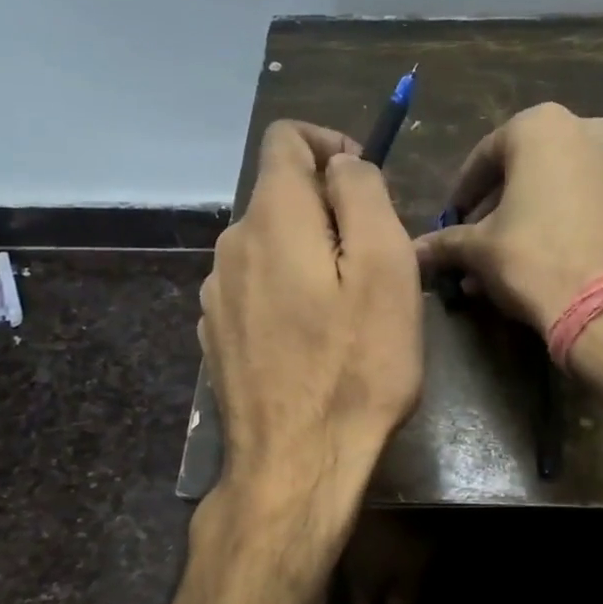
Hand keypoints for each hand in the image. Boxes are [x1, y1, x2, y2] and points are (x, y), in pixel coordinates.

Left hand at [200, 121, 422, 528]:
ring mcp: (216, 293)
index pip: (286, 139)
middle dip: (330, 209)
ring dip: (311, 252)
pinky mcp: (216, 333)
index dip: (331, 145)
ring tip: (350, 306)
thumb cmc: (356, 366)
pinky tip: (314, 338)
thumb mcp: (386, 269)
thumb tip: (342, 165)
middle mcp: (231, 245)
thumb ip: (363, 196)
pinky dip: (288, 288)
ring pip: (270, 242)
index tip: (367, 184)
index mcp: (272, 218)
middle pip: (281, 194)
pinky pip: (256, 285)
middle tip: (376, 261)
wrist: (296, 465)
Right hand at [413, 103, 602, 336]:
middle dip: (498, 206)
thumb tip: (415, 251)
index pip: (486, 156)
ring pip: (560, 186)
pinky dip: (565, 222)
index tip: (451, 219)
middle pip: (527, 169)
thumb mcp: (479, 249)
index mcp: (542, 126)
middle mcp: (588, 129)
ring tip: (508, 257)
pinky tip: (545, 258)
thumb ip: (446, 242)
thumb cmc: (535, 258)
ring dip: (530, 216)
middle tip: (477, 240)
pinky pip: (590, 202)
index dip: (464, 192)